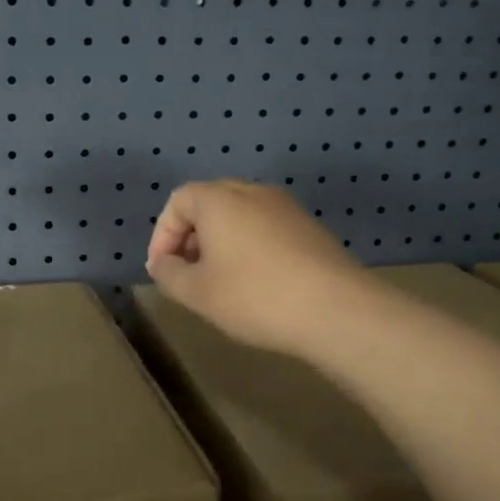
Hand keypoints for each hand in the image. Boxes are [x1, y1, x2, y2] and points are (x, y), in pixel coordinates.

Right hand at [146, 180, 370, 359]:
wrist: (336, 309)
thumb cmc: (255, 296)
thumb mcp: (197, 292)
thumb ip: (168, 274)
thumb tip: (162, 263)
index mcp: (219, 199)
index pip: (178, 201)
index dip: (163, 234)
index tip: (162, 269)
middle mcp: (252, 191)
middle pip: (209, 204)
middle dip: (191, 237)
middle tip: (187, 274)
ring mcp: (286, 207)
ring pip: (239, 216)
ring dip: (220, 243)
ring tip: (219, 282)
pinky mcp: (309, 228)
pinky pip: (265, 228)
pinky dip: (249, 247)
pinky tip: (255, 284)